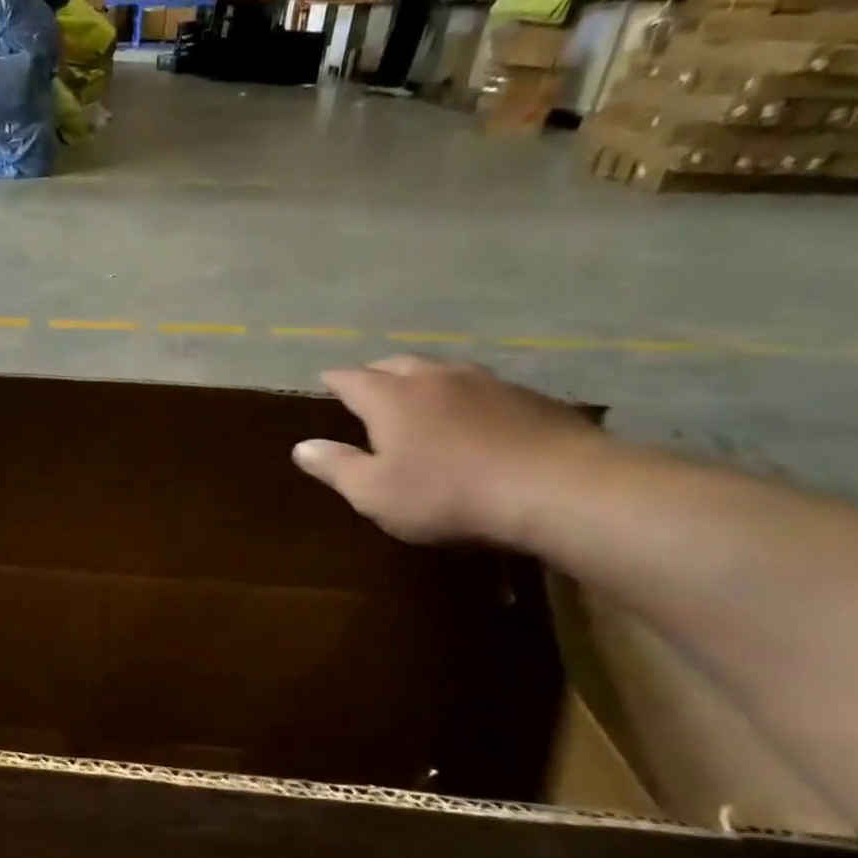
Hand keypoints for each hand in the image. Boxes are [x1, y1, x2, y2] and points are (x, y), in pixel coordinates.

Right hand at [291, 357, 601, 543]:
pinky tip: (470, 411)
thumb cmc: (447, 494)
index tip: (325, 379)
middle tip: (368, 382)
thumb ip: (336, 467)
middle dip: (378, 371)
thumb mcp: (374, 492)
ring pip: (443, 369)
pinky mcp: (527, 397)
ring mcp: (485, 383)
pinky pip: (481, 386)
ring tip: (417, 389)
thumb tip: (301, 447)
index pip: (352, 379)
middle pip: (398, 363)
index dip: (336, 380)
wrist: (557, 488)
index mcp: (391, 398)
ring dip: (423, 377)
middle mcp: (435, 378)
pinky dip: (463, 394)